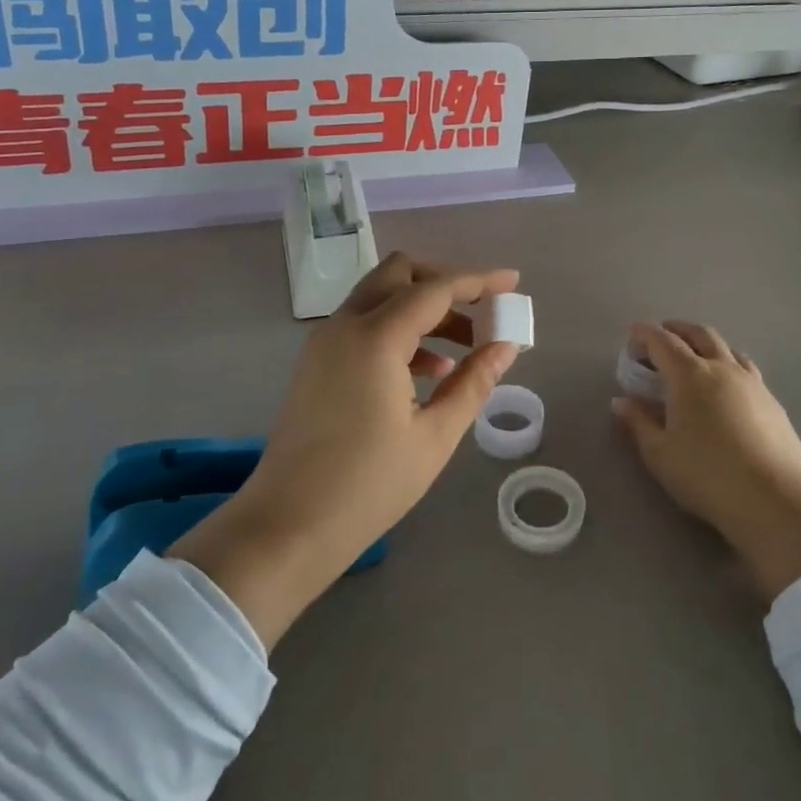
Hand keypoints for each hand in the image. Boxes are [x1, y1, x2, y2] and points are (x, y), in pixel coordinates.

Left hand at [172, 253, 520, 648]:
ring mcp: (325, 341)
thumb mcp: (434, 436)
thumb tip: (506, 346)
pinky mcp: (317, 362)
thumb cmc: (368, 486)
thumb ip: (473, 382)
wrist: (287, 527)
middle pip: (399, 273)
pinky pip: (364, 323)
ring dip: (423, 307)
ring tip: (465, 347)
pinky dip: (399, 328)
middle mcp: (345, 325)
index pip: (435, 289)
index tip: (513, 282)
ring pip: (381, 296)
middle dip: (445, 282)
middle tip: (481, 311)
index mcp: (375, 338)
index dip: (479, 281)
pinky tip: (429, 369)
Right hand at [612, 321, 800, 603]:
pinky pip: (745, 369)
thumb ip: (638, 423)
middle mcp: (722, 368)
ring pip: (727, 348)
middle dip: (677, 329)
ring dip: (706, 344)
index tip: (632, 333)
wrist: (775, 499)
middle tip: (661, 336)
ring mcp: (752, 383)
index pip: (663, 341)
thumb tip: (621, 402)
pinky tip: (726, 386)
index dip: (645, 333)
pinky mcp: (773, 402)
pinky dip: (727, 364)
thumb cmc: (707, 475)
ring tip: (695, 356)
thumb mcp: (660, 454)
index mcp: (689, 375)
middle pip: (699, 334)